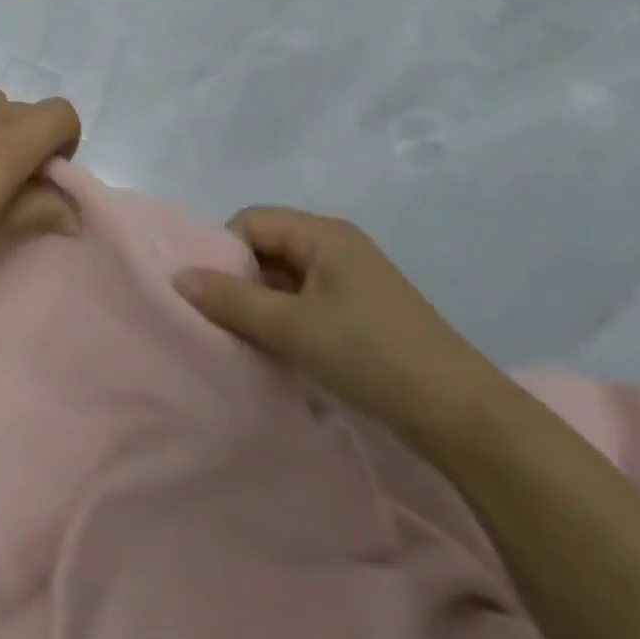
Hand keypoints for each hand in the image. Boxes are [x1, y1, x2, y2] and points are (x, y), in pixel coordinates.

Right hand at [173, 208, 512, 456]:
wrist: (462, 416)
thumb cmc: (372, 355)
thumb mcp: (293, 327)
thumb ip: (232, 300)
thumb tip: (178, 277)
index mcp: (323, 234)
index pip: (251, 222)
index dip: (225, 253)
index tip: (213, 296)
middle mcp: (336, 246)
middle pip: (266, 247)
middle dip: (240, 281)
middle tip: (224, 322)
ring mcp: (350, 280)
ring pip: (284, 278)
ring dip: (262, 306)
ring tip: (247, 341)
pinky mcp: (359, 312)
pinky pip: (305, 302)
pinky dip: (285, 321)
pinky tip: (278, 352)